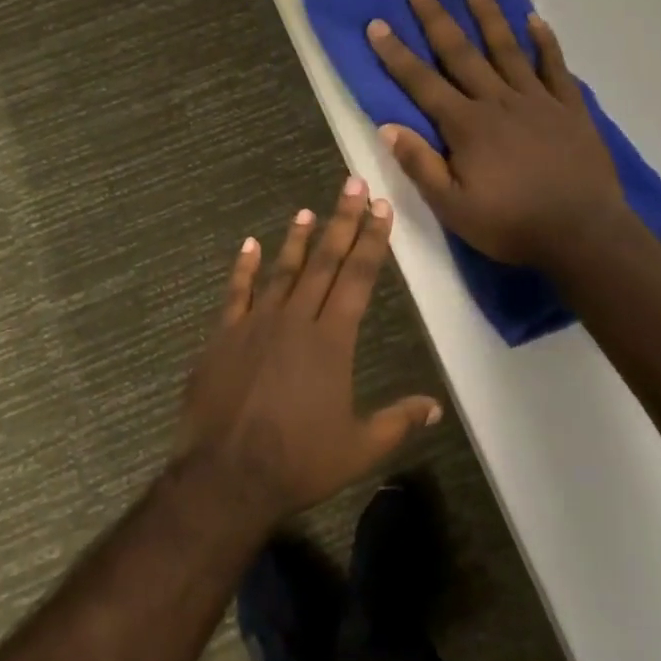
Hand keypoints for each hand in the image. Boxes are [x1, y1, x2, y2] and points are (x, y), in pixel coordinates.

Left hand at [178, 180, 442, 518]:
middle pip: (326, 262)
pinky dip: (244, 268)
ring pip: (283, 270)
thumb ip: (398, 422)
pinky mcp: (224, 335)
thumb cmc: (299, 462)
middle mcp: (297, 320)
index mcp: (332, 340)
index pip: (359, 278)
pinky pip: (236, 293)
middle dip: (343, 221)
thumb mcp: (359, 448)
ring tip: (309, 210)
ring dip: (298, 239)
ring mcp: (257, 323)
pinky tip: (249, 244)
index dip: (372, 240)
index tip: (382, 208)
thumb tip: (435, 407)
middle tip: (353, 184)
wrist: (226, 476)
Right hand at [365, 0, 629, 271]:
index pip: (422, 83)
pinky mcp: (570, 108)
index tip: (377, 24)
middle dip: (437, 20)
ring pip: (508, 50)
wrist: (583, 234)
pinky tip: (536, 20)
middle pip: (462, 54)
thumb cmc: (512, 225)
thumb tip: (388, 127)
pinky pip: (555, 67)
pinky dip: (545, 42)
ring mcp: (538, 101)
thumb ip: (421, 165)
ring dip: (490, 18)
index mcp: (467, 126)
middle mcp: (498, 102)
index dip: (397, 54)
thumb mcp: (454, 208)